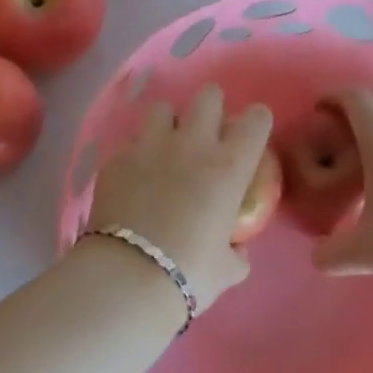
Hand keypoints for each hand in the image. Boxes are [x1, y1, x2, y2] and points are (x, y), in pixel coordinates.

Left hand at [85, 84, 272, 309]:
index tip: (250, 136)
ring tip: (166, 148)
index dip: (256, 122)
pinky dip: (136, 156)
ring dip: (169, 123)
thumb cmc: (189, 273)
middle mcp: (192, 144)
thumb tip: (235, 249)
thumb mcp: (227, 269)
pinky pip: (130, 143)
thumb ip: (236, 252)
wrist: (127, 276)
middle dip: (212, 107)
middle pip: (208, 96)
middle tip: (208, 132)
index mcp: (228, 166)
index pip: (256, 120)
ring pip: (163, 108)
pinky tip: (133, 179)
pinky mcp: (116, 158)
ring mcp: (150, 146)